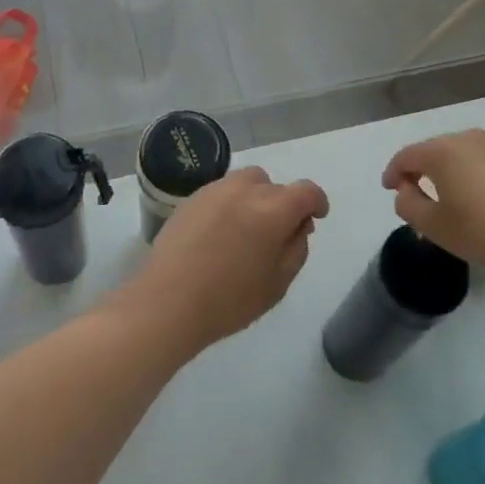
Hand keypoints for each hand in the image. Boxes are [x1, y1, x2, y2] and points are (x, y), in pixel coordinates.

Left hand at [118, 167, 329, 356]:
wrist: (168, 301)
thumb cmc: (229, 300)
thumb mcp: (277, 284)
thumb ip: (296, 249)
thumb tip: (298, 226)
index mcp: (272, 209)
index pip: (306, 191)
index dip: (316, 202)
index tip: (316, 217)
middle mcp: (245, 189)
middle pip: (274, 185)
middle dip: (283, 204)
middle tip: (277, 234)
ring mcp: (215, 190)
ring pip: (247, 182)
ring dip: (256, 198)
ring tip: (247, 230)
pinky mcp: (192, 198)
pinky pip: (222, 192)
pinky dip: (231, 204)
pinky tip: (221, 233)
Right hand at [381, 129, 484, 273]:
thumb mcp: (436, 228)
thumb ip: (409, 206)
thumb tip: (405, 190)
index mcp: (442, 152)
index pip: (407, 156)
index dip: (393, 172)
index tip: (390, 188)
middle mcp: (469, 138)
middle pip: (437, 151)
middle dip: (424, 170)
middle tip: (420, 193)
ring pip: (466, 154)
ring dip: (455, 172)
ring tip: (457, 197)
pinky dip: (483, 175)